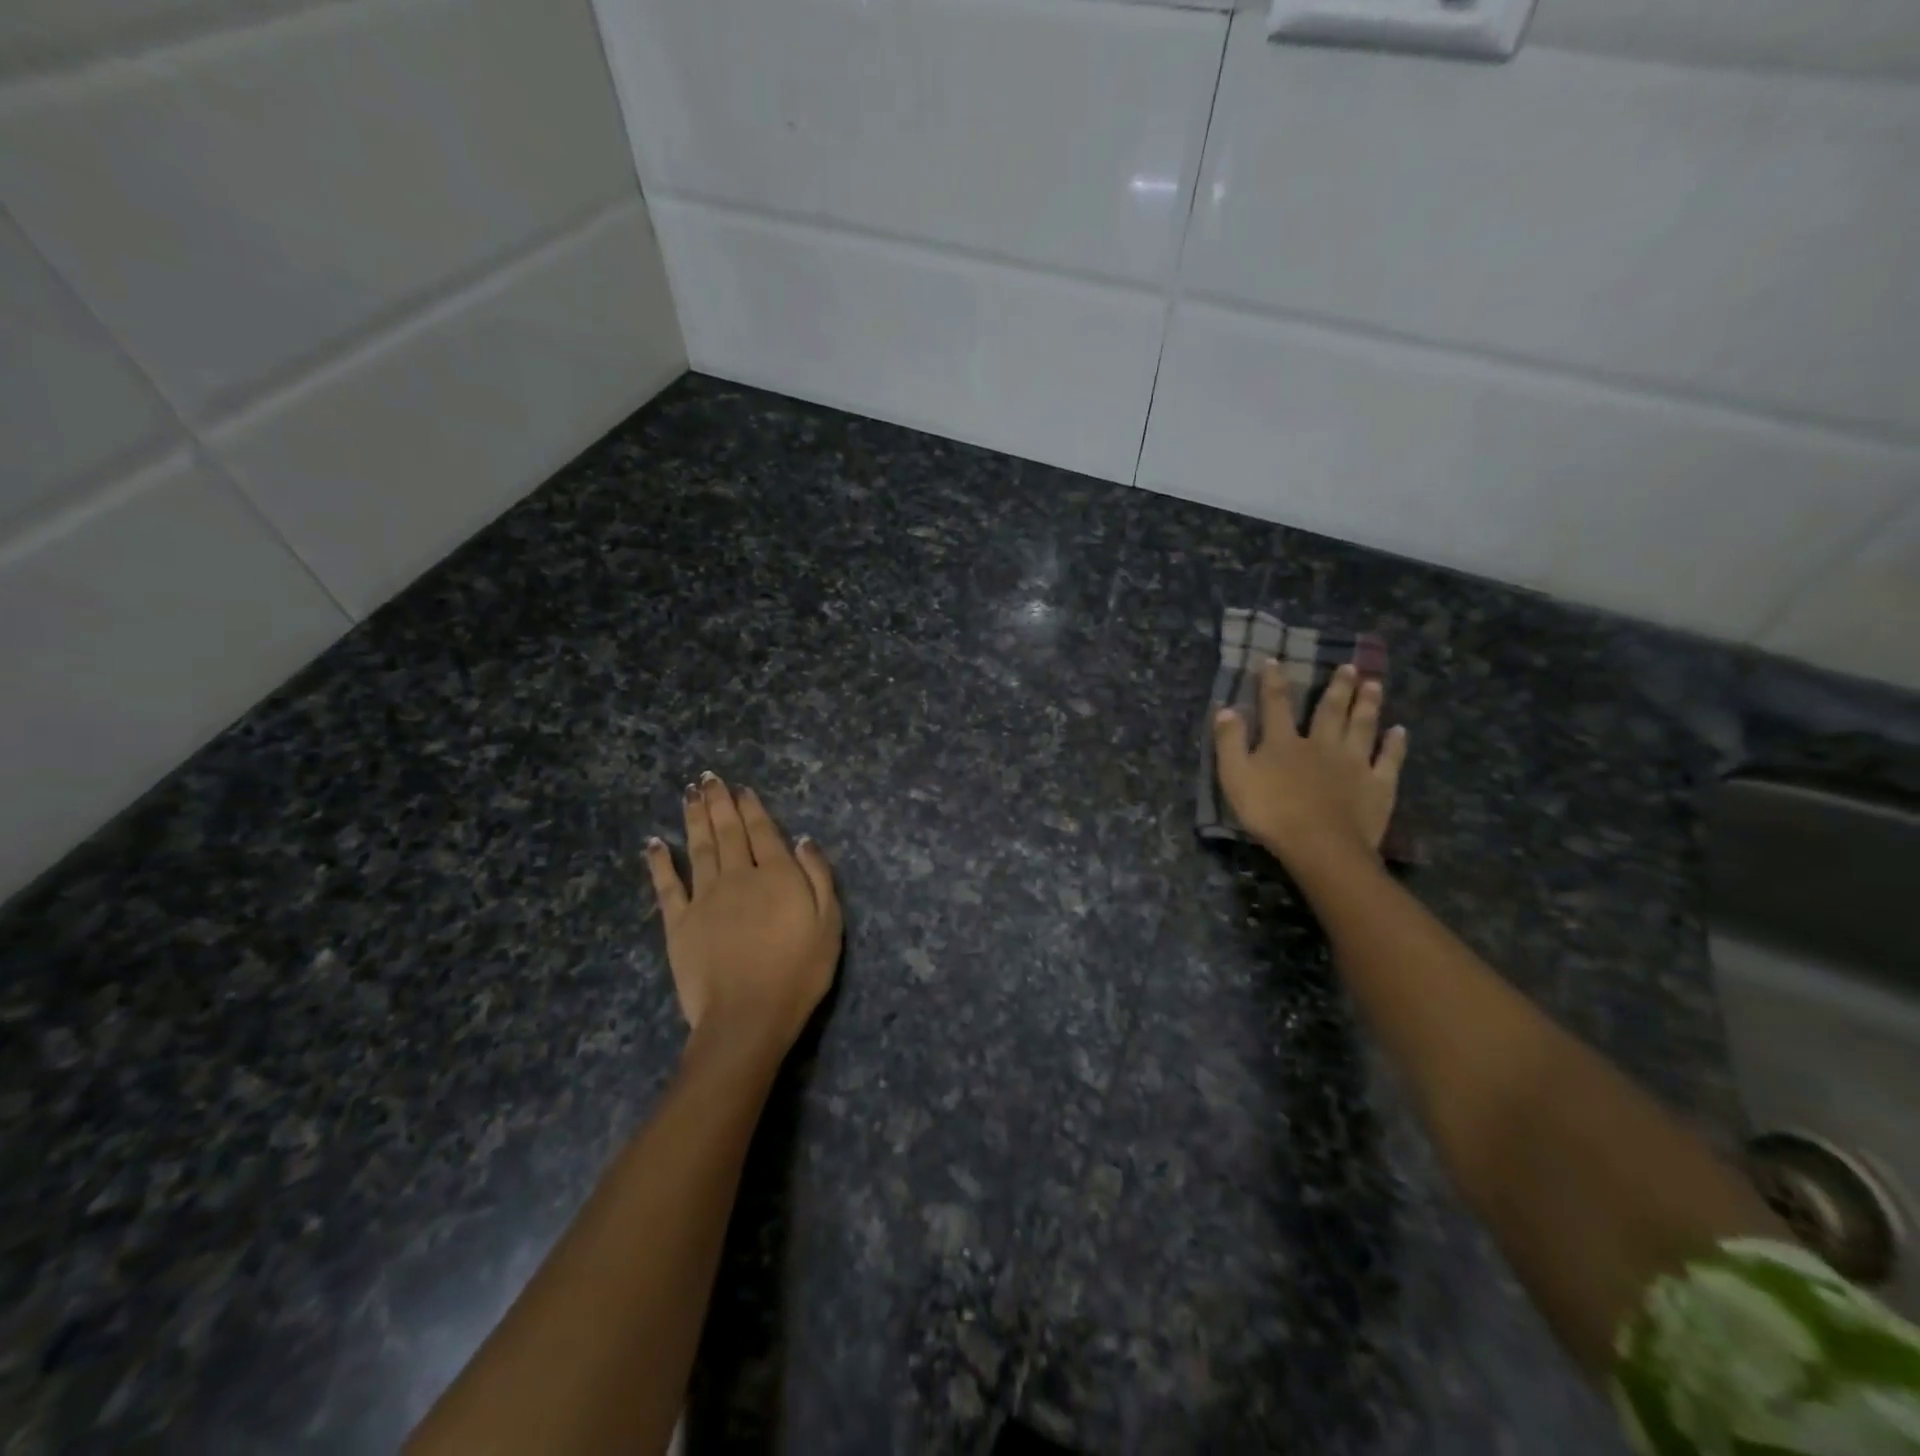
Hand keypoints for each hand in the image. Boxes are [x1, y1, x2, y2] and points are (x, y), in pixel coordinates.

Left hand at [645, 774, 841, 1061]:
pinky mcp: (678, 923)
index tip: (741, 788)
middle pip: (727, 832)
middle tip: (709, 778)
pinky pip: (666, 885)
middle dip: (719, 802)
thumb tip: (803, 840)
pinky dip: (660, 861)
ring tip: (689, 793)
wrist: (747, 1017)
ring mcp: (704, 898)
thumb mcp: (829, 924)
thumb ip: (819, 877)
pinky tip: (655, 842)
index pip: (763, 831)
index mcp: (776, 875)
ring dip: (694, 817)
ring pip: (698, 847)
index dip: (751, 808)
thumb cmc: (799, 973)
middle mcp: (738, 876)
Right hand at [1213, 660, 1407, 866]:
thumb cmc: (1271, 813)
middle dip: (1338, 687)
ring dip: (1368, 704)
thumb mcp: (1235, 777)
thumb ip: (1229, 742)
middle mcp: (1322, 744)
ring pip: (1362, 726)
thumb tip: (1226, 708)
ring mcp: (1354, 763)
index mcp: (1284, 743)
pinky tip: (1399, 731)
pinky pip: (1389, 759)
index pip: (1276, 705)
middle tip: (1350, 666)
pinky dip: (1395, 744)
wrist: (1320, 846)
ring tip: (1375, 684)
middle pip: (1330, 710)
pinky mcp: (1378, 785)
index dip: (1273, 682)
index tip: (1274, 660)